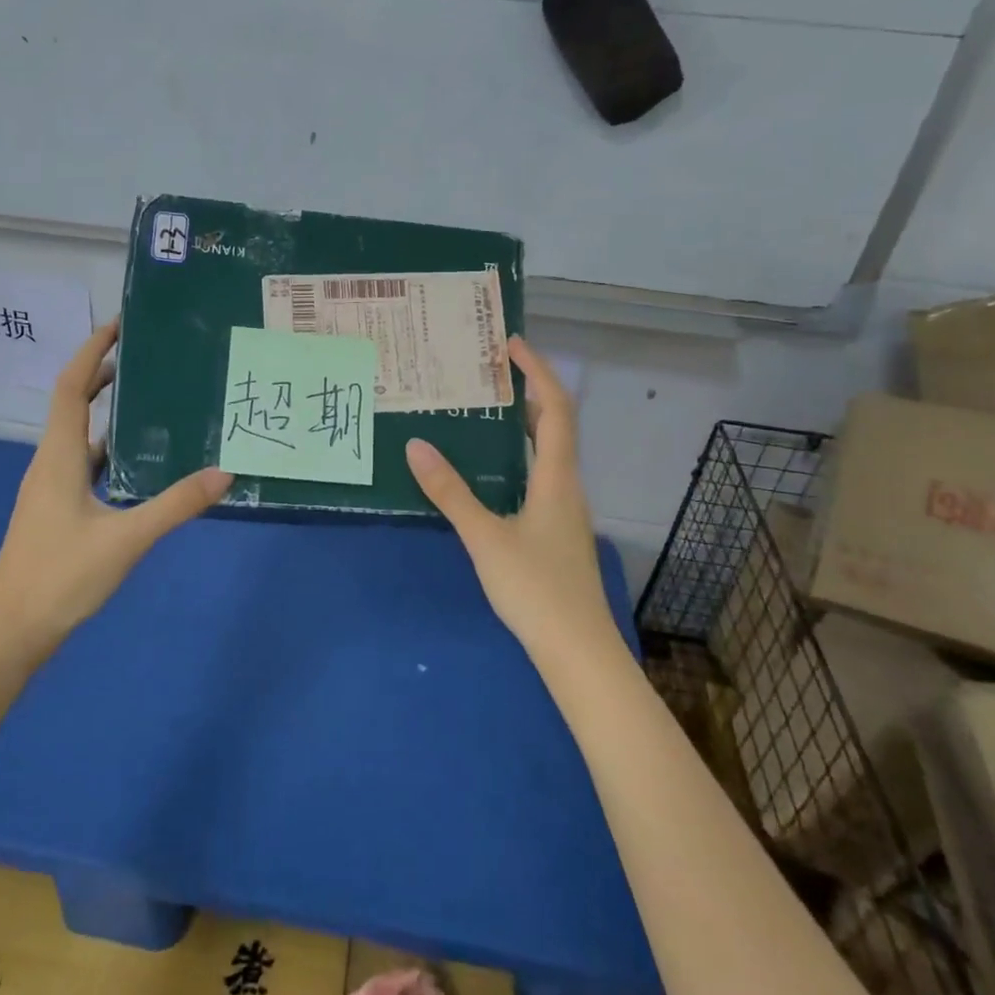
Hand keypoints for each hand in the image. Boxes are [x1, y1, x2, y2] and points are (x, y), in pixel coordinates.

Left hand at [0, 321, 231, 647]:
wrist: (10, 632)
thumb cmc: (60, 577)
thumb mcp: (126, 539)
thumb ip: (176, 505)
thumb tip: (225, 473)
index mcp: (59, 456)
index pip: (72, 386)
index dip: (92, 350)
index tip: (121, 325)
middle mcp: (50, 462)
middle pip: (73, 403)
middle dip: (104, 374)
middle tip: (147, 357)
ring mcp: (49, 487)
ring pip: (79, 434)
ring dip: (107, 411)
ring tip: (151, 400)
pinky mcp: (55, 508)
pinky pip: (83, 462)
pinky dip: (108, 449)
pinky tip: (137, 462)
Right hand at [404, 337, 615, 663]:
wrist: (577, 650)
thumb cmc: (535, 589)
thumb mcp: (484, 537)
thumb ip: (450, 492)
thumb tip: (416, 445)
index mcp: (556, 478)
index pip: (555, 408)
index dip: (538, 372)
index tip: (511, 344)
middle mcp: (566, 485)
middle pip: (554, 425)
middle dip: (527, 393)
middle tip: (488, 375)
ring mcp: (565, 510)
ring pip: (548, 453)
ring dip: (522, 425)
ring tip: (483, 413)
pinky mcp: (557, 531)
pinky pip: (540, 476)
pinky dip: (518, 457)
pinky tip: (491, 472)